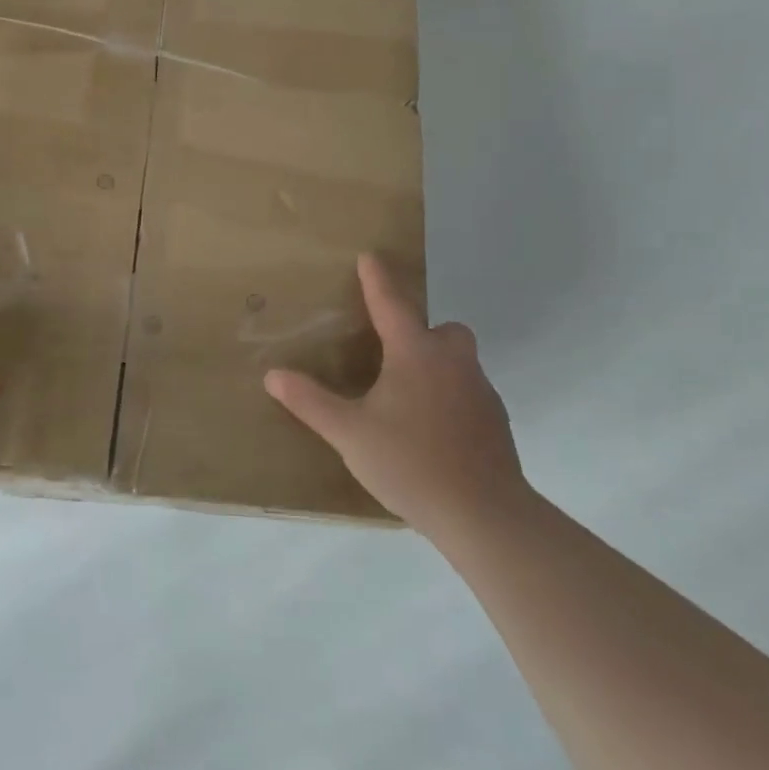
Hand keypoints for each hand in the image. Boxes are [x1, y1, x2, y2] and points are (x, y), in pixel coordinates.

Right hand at [264, 255, 526, 541]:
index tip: (370, 256)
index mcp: (416, 355)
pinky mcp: (495, 421)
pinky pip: (469, 391)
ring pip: (459, 361)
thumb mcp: (349, 433)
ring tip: (407, 397)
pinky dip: (450, 396)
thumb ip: (311, 402)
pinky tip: (432, 429)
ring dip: (436, 364)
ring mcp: (480, 391)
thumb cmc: (410, 463)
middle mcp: (453, 362)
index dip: (377, 279)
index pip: (392, 304)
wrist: (483, 513)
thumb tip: (273, 375)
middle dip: (421, 329)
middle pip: (443, 329)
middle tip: (393, 352)